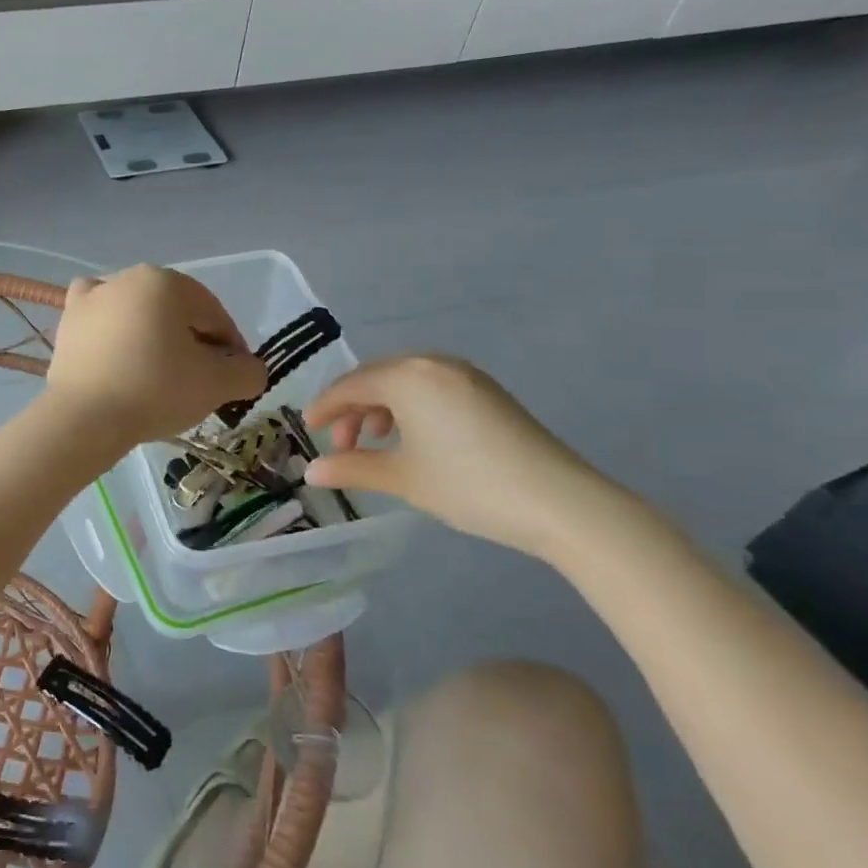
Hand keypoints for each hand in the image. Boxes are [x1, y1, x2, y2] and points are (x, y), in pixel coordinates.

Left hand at [46, 266, 266, 444]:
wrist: (84, 416)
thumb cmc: (155, 391)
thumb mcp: (217, 384)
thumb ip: (247, 372)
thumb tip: (249, 369)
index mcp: (168, 282)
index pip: (215, 316)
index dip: (231, 350)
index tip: (233, 382)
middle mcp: (129, 277)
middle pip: (177, 313)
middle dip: (192, 343)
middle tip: (197, 383)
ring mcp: (94, 296)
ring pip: (139, 313)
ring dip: (154, 336)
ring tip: (157, 375)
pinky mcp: (69, 320)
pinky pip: (101, 316)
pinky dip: (113, 327)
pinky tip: (118, 349)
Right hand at [303, 355, 617, 558]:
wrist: (560, 503)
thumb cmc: (469, 485)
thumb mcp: (403, 478)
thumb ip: (352, 468)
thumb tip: (310, 472)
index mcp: (407, 377)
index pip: (350, 386)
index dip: (324, 408)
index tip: (307, 429)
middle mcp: (433, 364)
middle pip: (376, 378)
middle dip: (352, 409)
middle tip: (342, 445)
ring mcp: (465, 375)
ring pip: (404, 382)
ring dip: (380, 408)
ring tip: (375, 443)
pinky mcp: (486, 391)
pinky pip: (430, 388)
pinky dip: (409, 408)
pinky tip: (411, 439)